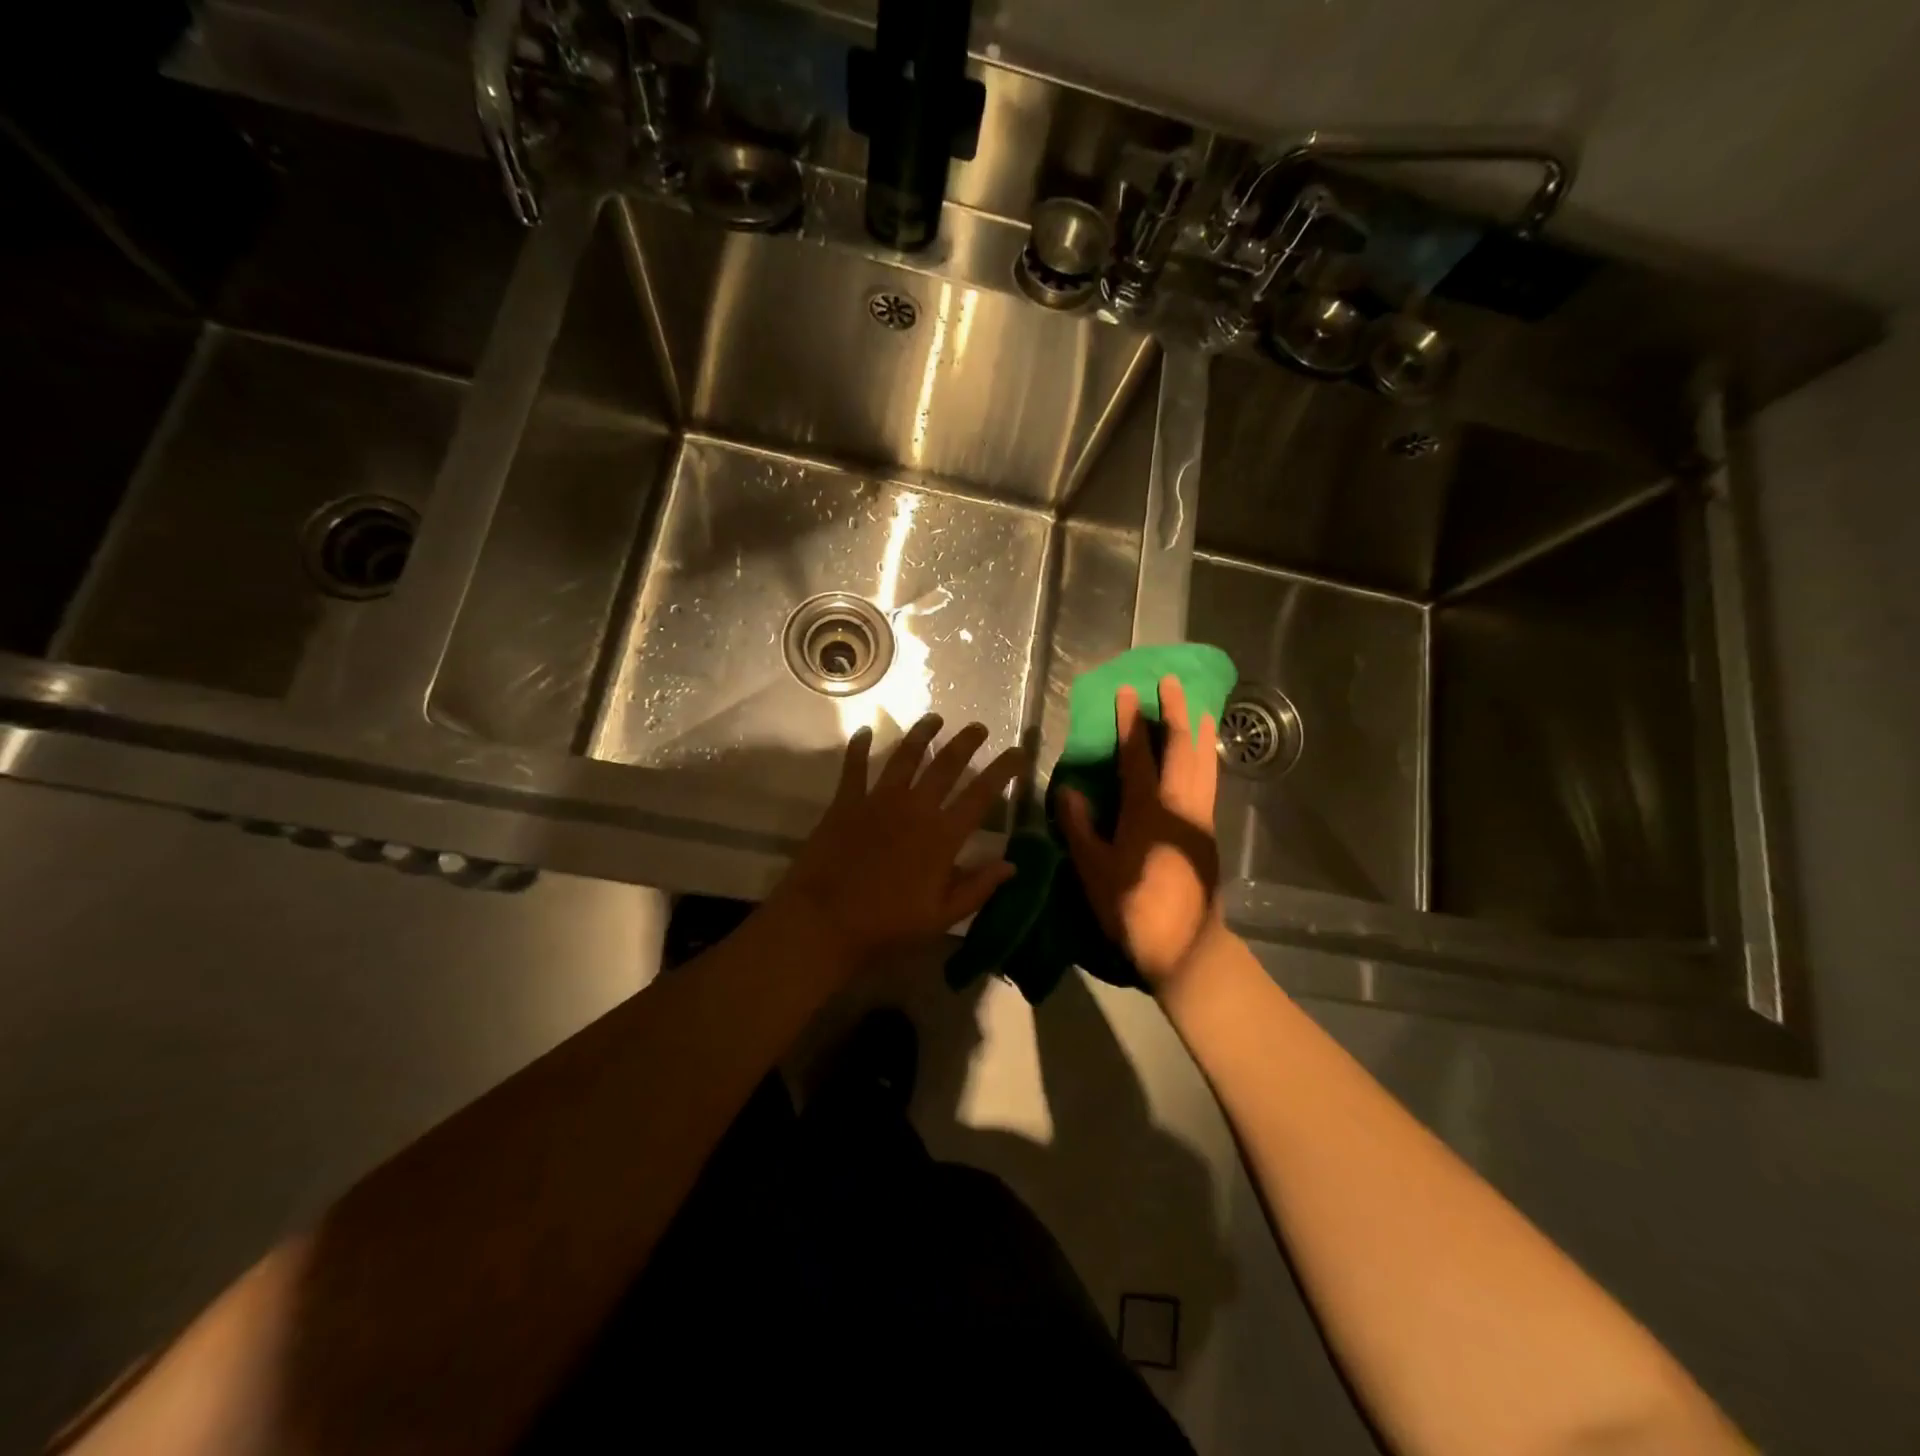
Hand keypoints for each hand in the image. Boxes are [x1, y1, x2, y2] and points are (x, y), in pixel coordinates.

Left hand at [770, 715, 1025, 970]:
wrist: (824, 921)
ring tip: (934, 719)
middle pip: (946, 765)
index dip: (1003, 771)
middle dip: (966, 742)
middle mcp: (915, 807)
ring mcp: (878, 800)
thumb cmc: (887, 924)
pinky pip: (854, 766)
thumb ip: (978, 887)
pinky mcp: (846, 802)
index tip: (1018, 753)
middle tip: (979, 727)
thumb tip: (1012, 865)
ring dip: (922, 734)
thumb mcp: (941, 915)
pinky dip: (860, 746)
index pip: (981, 794)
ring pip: (905, 756)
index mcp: (942, 835)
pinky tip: (865, 732)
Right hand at [1059, 675, 1222, 987]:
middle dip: (1178, 711)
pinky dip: (1205, 756)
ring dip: (1199, 730)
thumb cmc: (1133, 908)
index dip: (1132, 722)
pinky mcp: (1209, 832)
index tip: (1129, 691)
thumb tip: (1068, 790)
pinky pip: (1209, 780)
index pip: (1138, 756)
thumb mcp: (1094, 870)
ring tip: (1196, 705)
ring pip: (1205, 762)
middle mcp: (1180, 806)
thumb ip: (1080, 827)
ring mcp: (1200, 818)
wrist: (1185, 946)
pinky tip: (1201, 754)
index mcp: (1148, 812)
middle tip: (1173, 681)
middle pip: (1184, 748)